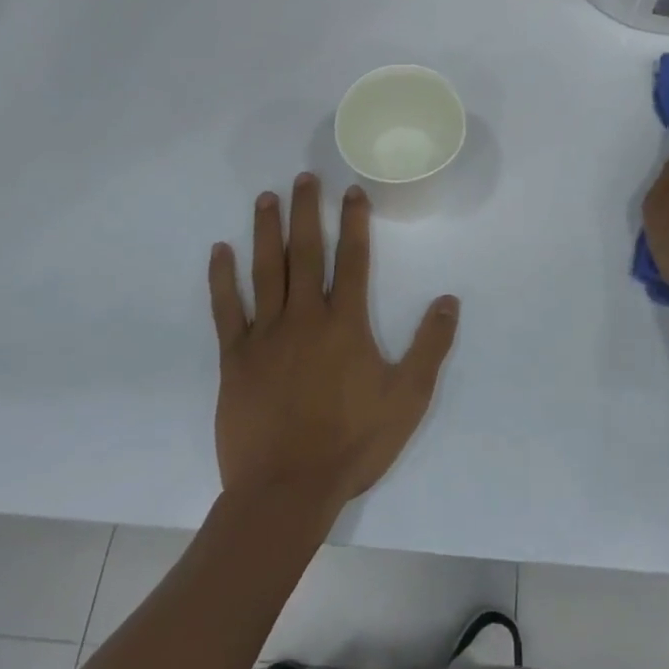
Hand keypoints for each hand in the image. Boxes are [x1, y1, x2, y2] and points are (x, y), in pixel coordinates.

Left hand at [208, 174, 459, 513]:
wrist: (287, 491)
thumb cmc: (352, 444)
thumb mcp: (408, 399)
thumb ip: (430, 347)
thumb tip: (448, 301)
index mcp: (346, 323)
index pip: (352, 259)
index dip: (353, 221)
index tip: (351, 191)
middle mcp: (305, 317)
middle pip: (305, 252)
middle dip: (306, 211)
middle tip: (303, 178)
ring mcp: (266, 334)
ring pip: (266, 270)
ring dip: (266, 230)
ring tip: (266, 197)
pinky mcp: (235, 357)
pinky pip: (226, 309)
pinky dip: (222, 277)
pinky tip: (220, 250)